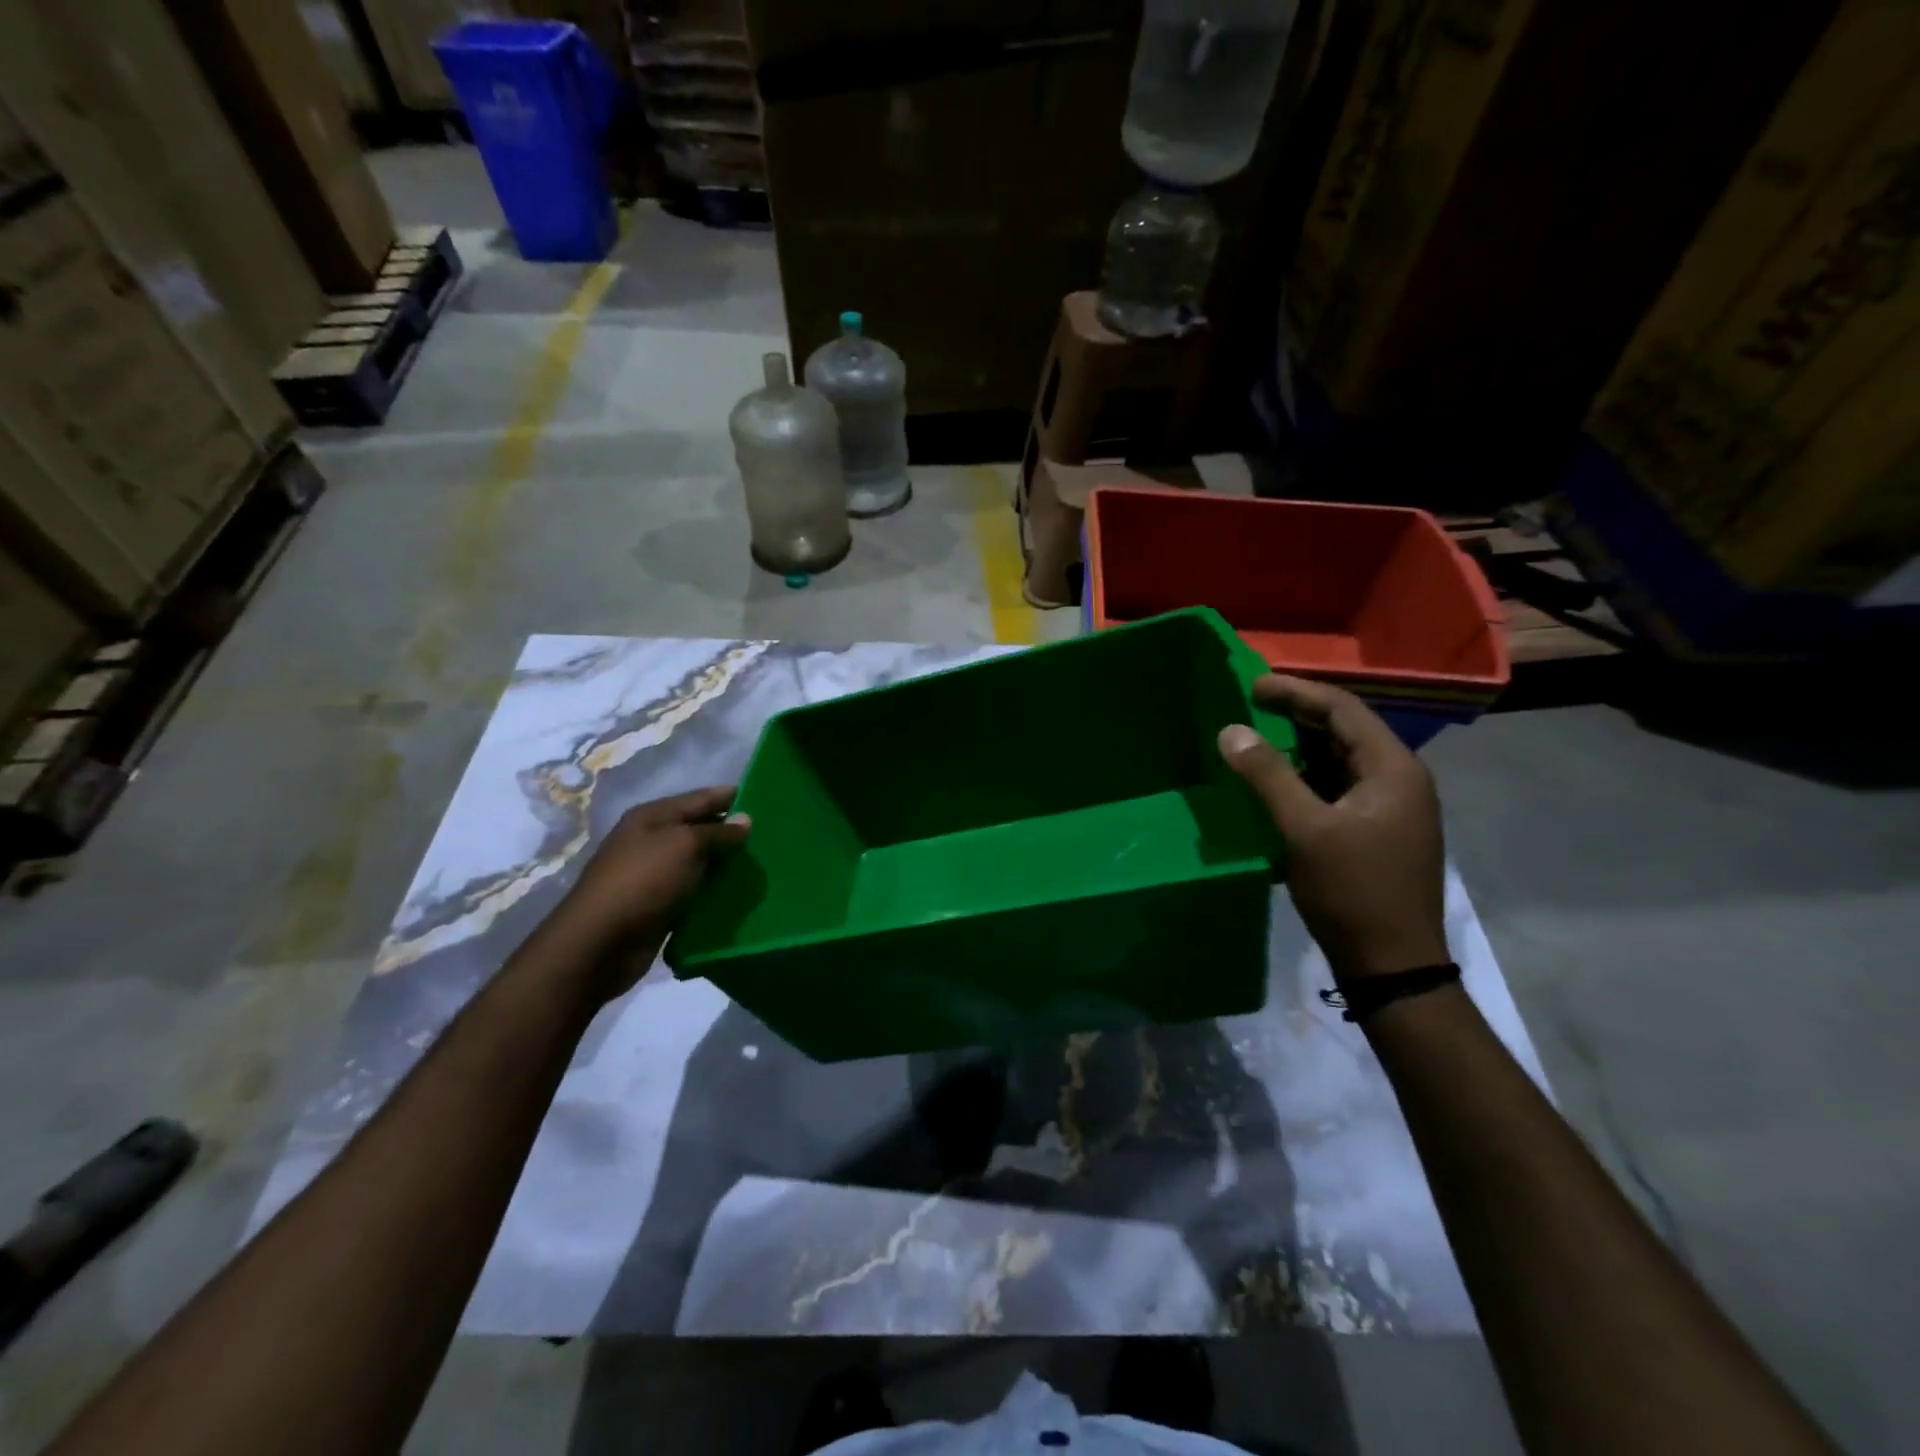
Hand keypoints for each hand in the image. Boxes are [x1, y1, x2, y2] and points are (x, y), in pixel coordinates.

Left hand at [545, 786, 749, 1000]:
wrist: (599, 944)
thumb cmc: (643, 881)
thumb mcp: (685, 846)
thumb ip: (718, 832)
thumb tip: (746, 820)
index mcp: (653, 817)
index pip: (700, 798)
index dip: (730, 796)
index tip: (766, 799)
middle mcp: (651, 840)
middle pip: (699, 830)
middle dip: (731, 833)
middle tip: (772, 837)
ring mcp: (653, 875)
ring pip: (699, 863)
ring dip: (725, 865)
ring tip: (762, 866)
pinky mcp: (658, 905)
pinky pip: (693, 892)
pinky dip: (713, 893)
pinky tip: (739, 895)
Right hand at [1218, 676, 1447, 979]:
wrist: (1392, 965)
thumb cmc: (1352, 891)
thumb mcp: (1304, 829)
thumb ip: (1268, 776)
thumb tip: (1231, 730)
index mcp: (1394, 769)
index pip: (1343, 710)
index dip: (1297, 692)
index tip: (1252, 686)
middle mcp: (1401, 779)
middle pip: (1346, 730)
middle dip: (1298, 715)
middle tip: (1250, 706)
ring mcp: (1394, 807)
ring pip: (1342, 760)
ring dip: (1301, 747)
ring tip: (1257, 738)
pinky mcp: (1380, 831)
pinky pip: (1341, 787)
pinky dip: (1308, 777)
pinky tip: (1278, 783)